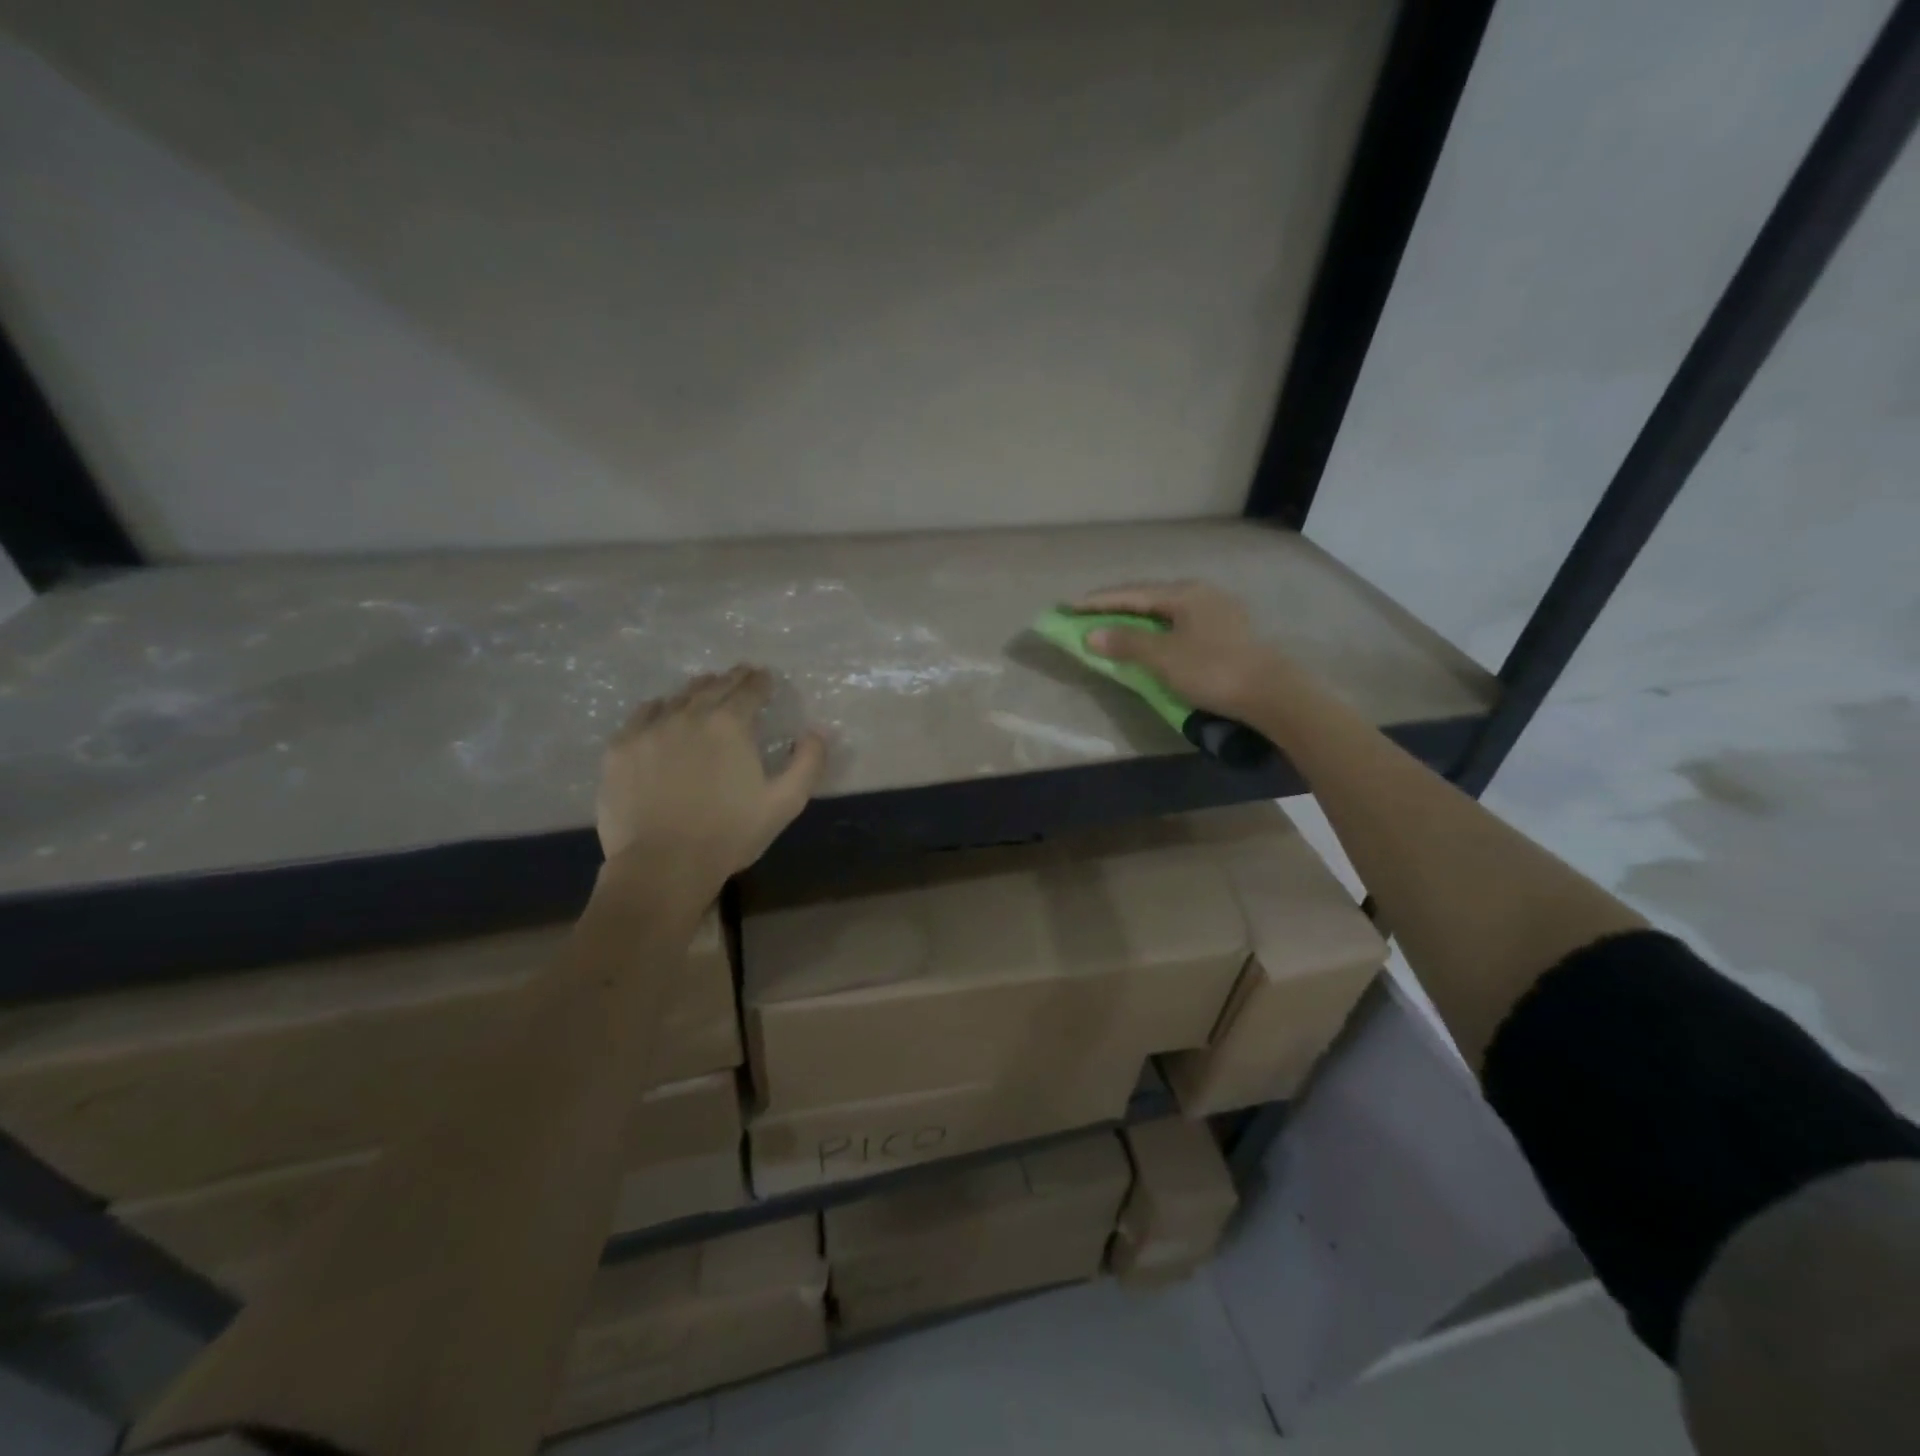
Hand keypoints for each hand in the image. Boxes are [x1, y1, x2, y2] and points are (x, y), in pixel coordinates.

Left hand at [597, 665, 826, 874]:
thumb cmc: (730, 835)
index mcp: (730, 725)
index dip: (760, 681)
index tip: (764, 678)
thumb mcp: (785, 803)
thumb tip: (815, 732)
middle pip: (713, 686)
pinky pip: (643, 715)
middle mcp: (689, 715)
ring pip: (678, 697)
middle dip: (732, 679)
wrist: (661, 865)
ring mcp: (650, 729)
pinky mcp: (621, 748)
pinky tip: (663, 713)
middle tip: (740, 675)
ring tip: (705, 690)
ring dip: (697, 691)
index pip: (749, 689)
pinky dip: (660, 708)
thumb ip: (807, 763)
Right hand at [1071, 581, 1287, 719]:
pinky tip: (1151, 636)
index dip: (1097, 601)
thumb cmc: (1212, 670)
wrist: (1271, 693)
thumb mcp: (1163, 657)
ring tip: (1113, 623)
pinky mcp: (1227, 630)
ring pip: (1166, 608)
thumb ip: (1126, 642)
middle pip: (1149, 595)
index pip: (1130, 593)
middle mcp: (1201, 593)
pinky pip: (1180, 621)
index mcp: (1184, 593)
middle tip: (1086, 612)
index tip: (1068, 606)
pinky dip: (1156, 627)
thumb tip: (1092, 633)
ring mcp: (1218, 610)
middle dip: (1116, 605)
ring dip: (1137, 616)